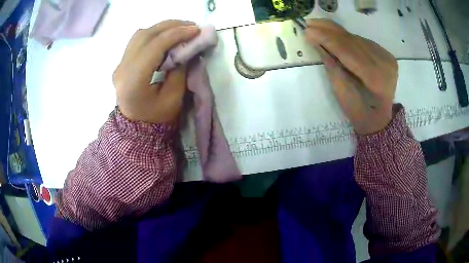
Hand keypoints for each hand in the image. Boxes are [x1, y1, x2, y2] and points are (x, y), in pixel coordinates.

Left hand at [113, 20, 199, 123]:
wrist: (136, 128)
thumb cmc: (156, 118)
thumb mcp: (174, 98)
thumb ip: (179, 70)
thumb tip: (185, 47)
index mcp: (134, 81)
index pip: (155, 46)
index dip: (177, 34)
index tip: (196, 30)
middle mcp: (122, 68)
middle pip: (146, 35)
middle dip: (171, 26)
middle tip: (191, 26)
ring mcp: (120, 64)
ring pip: (140, 34)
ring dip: (162, 27)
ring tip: (181, 29)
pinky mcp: (122, 63)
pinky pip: (137, 40)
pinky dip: (154, 33)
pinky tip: (166, 36)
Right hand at [305, 19, 397, 134]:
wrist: (381, 119)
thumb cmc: (361, 114)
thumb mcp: (343, 96)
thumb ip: (333, 69)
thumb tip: (319, 45)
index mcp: (377, 79)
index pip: (350, 53)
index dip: (328, 40)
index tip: (308, 31)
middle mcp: (385, 64)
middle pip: (354, 42)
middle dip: (330, 31)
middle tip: (310, 23)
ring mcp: (387, 58)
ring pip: (358, 39)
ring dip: (337, 31)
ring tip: (318, 25)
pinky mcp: (386, 54)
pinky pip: (362, 41)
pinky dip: (347, 37)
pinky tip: (334, 34)